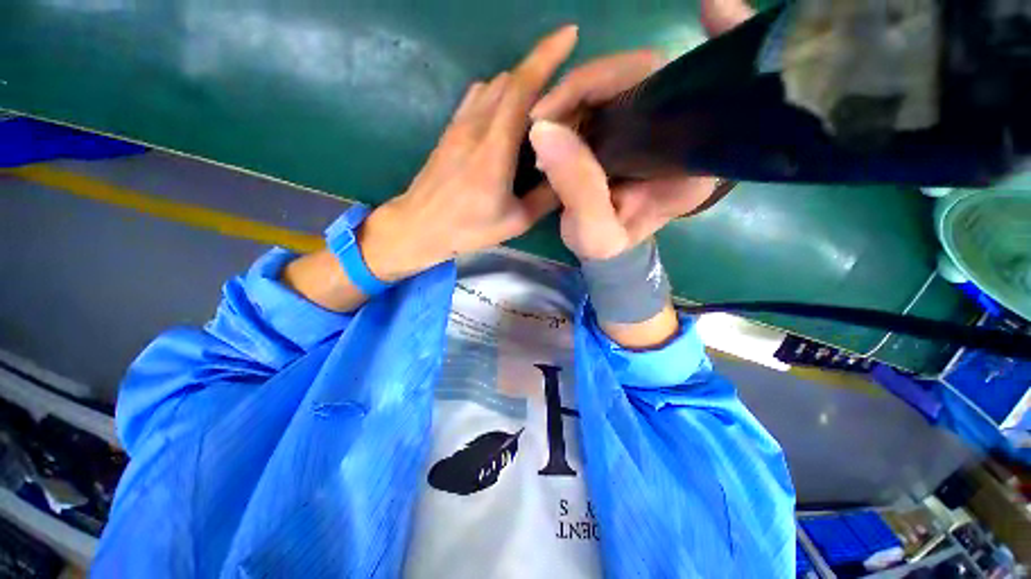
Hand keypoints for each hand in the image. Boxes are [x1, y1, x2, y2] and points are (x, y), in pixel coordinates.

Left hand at [358, 26, 576, 281]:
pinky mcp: (450, 127)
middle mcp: (476, 125)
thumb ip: (545, 196)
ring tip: (538, 109)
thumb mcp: (516, 221)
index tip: (570, 34)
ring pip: (495, 85)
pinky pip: (478, 96)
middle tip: (562, 95)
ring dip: (520, 87)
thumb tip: (568, 172)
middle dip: (540, 74)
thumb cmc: (468, 228)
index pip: (522, 88)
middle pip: (511, 80)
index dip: (547, 56)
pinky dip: (499, 95)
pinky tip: (507, 117)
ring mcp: (460, 123)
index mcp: (495, 149)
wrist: (420, 225)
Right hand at [526, 0, 753, 261]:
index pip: (694, 96)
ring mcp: (651, 125)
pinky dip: (575, 95)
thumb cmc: (606, 247)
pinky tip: (553, 113)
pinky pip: (605, 94)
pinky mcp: (627, 124)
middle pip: (648, 78)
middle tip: (545, 114)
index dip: (697, 54)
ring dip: (575, 93)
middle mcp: (680, 136)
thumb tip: (544, 129)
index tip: (707, 9)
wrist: (603, 251)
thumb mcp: (594, 233)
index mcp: (691, 165)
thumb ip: (578, 188)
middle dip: (590, 84)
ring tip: (545, 123)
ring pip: (622, 81)